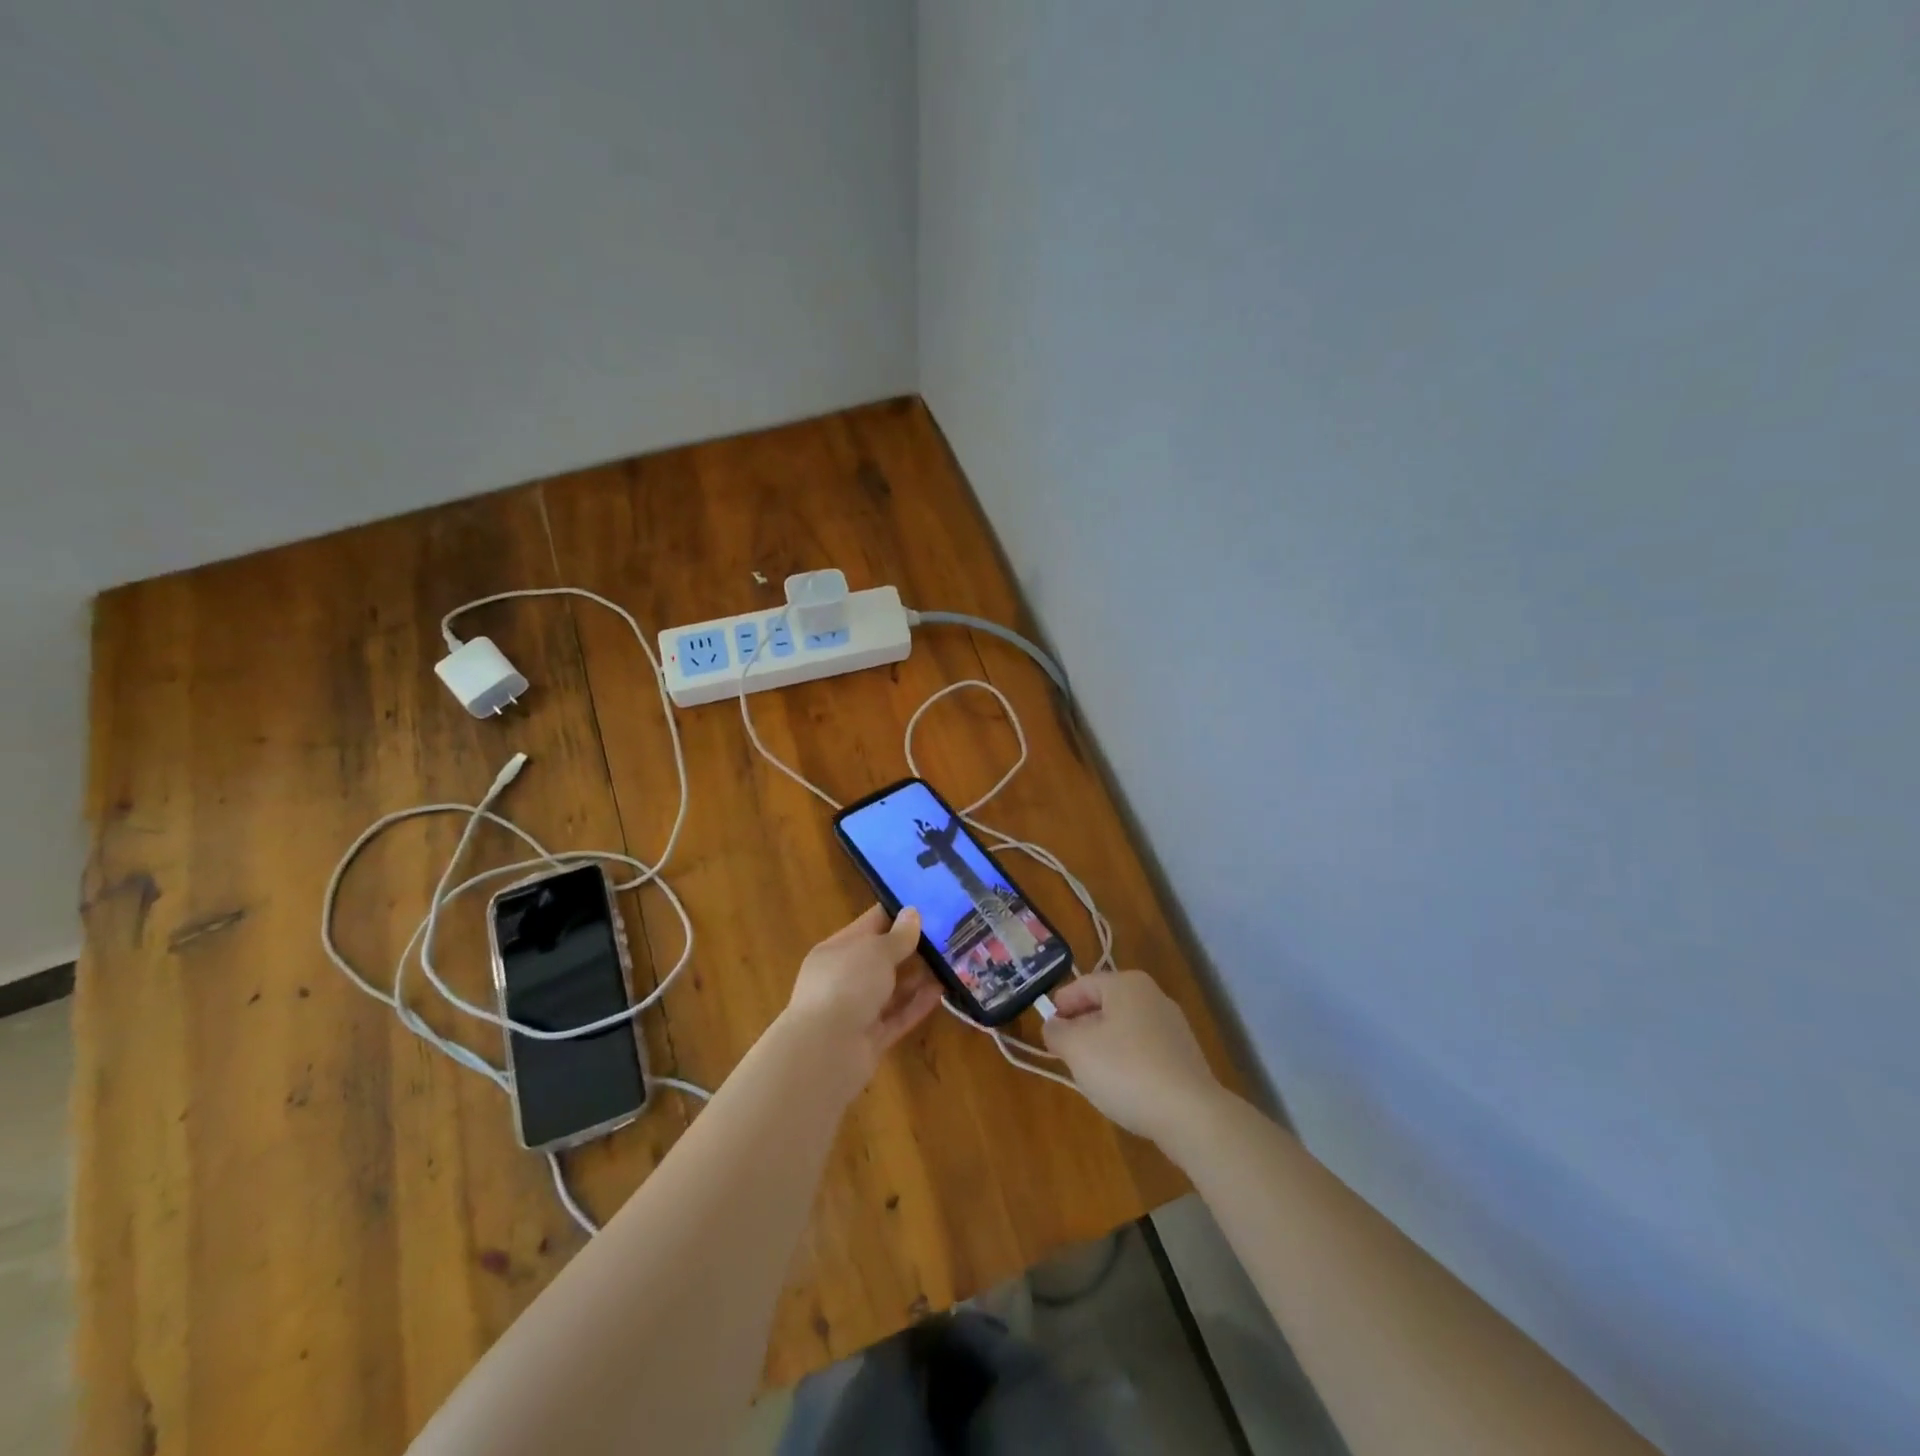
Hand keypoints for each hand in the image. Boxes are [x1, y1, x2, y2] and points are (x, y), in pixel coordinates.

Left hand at [780, 905, 943, 1096]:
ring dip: (919, 976)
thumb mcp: (876, 952)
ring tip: (951, 961)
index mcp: (837, 950)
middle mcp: (844, 978)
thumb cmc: (847, 985)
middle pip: (882, 957)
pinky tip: (942, 991)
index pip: (870, 924)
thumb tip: (912, 913)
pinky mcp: (870, 1038)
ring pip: (892, 988)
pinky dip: (917, 1004)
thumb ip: (898, 936)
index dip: (897, 914)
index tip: (929, 905)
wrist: (825, 1052)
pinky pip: (898, 1016)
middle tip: (948, 935)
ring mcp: (856, 1010)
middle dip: (912, 947)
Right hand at [1042, 971, 1225, 1145]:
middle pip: (1105, 1005)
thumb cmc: (1126, 1070)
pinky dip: (1127, 1061)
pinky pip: (1144, 1050)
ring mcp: (1173, 1027)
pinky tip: (1121, 1087)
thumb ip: (1057, 1032)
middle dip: (1082, 1026)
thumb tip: (1053, 1026)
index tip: (1047, 1028)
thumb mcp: (1077, 1049)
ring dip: (1103, 1045)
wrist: (1190, 1114)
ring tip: (1089, 1073)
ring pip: (1125, 1028)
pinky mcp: (1184, 1057)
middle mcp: (1153, 997)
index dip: (1061, 1004)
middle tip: (1064, 1051)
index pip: (1083, 984)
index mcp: (1127, 984)